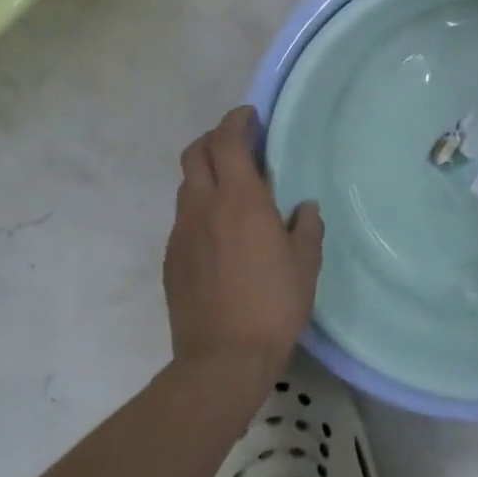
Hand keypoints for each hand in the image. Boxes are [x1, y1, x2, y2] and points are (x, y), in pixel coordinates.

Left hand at [165, 107, 323, 377]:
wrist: (222, 360)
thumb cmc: (274, 303)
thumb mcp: (306, 262)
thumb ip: (306, 227)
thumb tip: (302, 209)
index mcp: (240, 199)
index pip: (228, 141)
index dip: (237, 121)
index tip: (251, 116)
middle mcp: (203, 207)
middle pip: (195, 154)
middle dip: (214, 139)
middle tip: (239, 144)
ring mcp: (181, 234)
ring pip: (187, 186)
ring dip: (206, 174)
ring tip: (232, 190)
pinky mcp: (171, 260)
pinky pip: (184, 219)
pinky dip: (200, 209)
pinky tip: (220, 233)